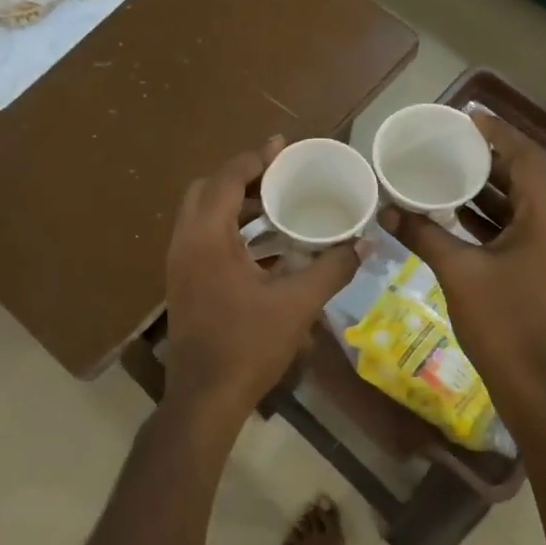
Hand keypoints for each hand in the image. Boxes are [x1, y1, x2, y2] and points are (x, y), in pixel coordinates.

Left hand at [163, 139, 358, 430]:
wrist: (206, 397)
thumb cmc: (248, 344)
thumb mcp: (297, 304)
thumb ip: (332, 268)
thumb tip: (365, 243)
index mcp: (206, 238)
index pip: (225, 180)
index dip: (253, 159)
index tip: (282, 147)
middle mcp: (185, 243)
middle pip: (206, 191)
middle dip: (241, 177)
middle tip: (278, 175)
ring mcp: (181, 265)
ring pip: (204, 217)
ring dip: (237, 205)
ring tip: (278, 203)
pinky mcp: (185, 284)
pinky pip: (206, 240)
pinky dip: (232, 231)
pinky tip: (267, 245)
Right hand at [387, 114, 545, 407]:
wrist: (535, 386)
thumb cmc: (502, 324)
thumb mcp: (458, 273)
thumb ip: (423, 235)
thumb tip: (387, 211)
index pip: (527, 159)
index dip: (499, 134)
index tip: (466, 117)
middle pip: (527, 180)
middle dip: (490, 160)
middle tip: (450, 145)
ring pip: (524, 207)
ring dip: (490, 190)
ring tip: (448, 172)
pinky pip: (521, 231)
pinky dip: (493, 219)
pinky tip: (459, 215)